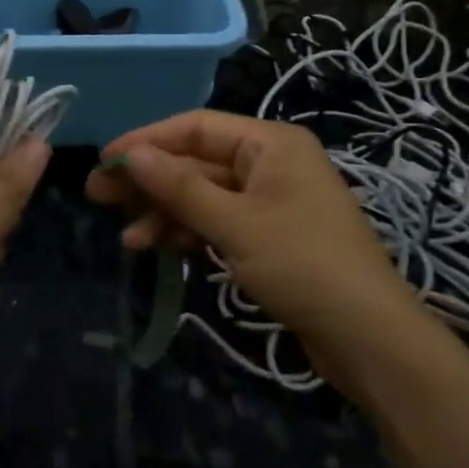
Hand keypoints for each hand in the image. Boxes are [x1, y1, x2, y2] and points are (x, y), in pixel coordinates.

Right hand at [86, 110, 418, 350]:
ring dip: (164, 212)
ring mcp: (269, 200)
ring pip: (202, 194)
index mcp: (270, 143)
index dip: (147, 141)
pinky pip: (217, 221)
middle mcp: (270, 163)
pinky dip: (187, 232)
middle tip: (98, 196)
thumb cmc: (304, 266)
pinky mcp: (268, 236)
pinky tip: (155, 248)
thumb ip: (179, 187)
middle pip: (196, 161)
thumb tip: (129, 155)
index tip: (104, 160)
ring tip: (126, 238)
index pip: (195, 127)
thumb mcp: (236, 224)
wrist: (370, 340)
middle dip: (149, 180)